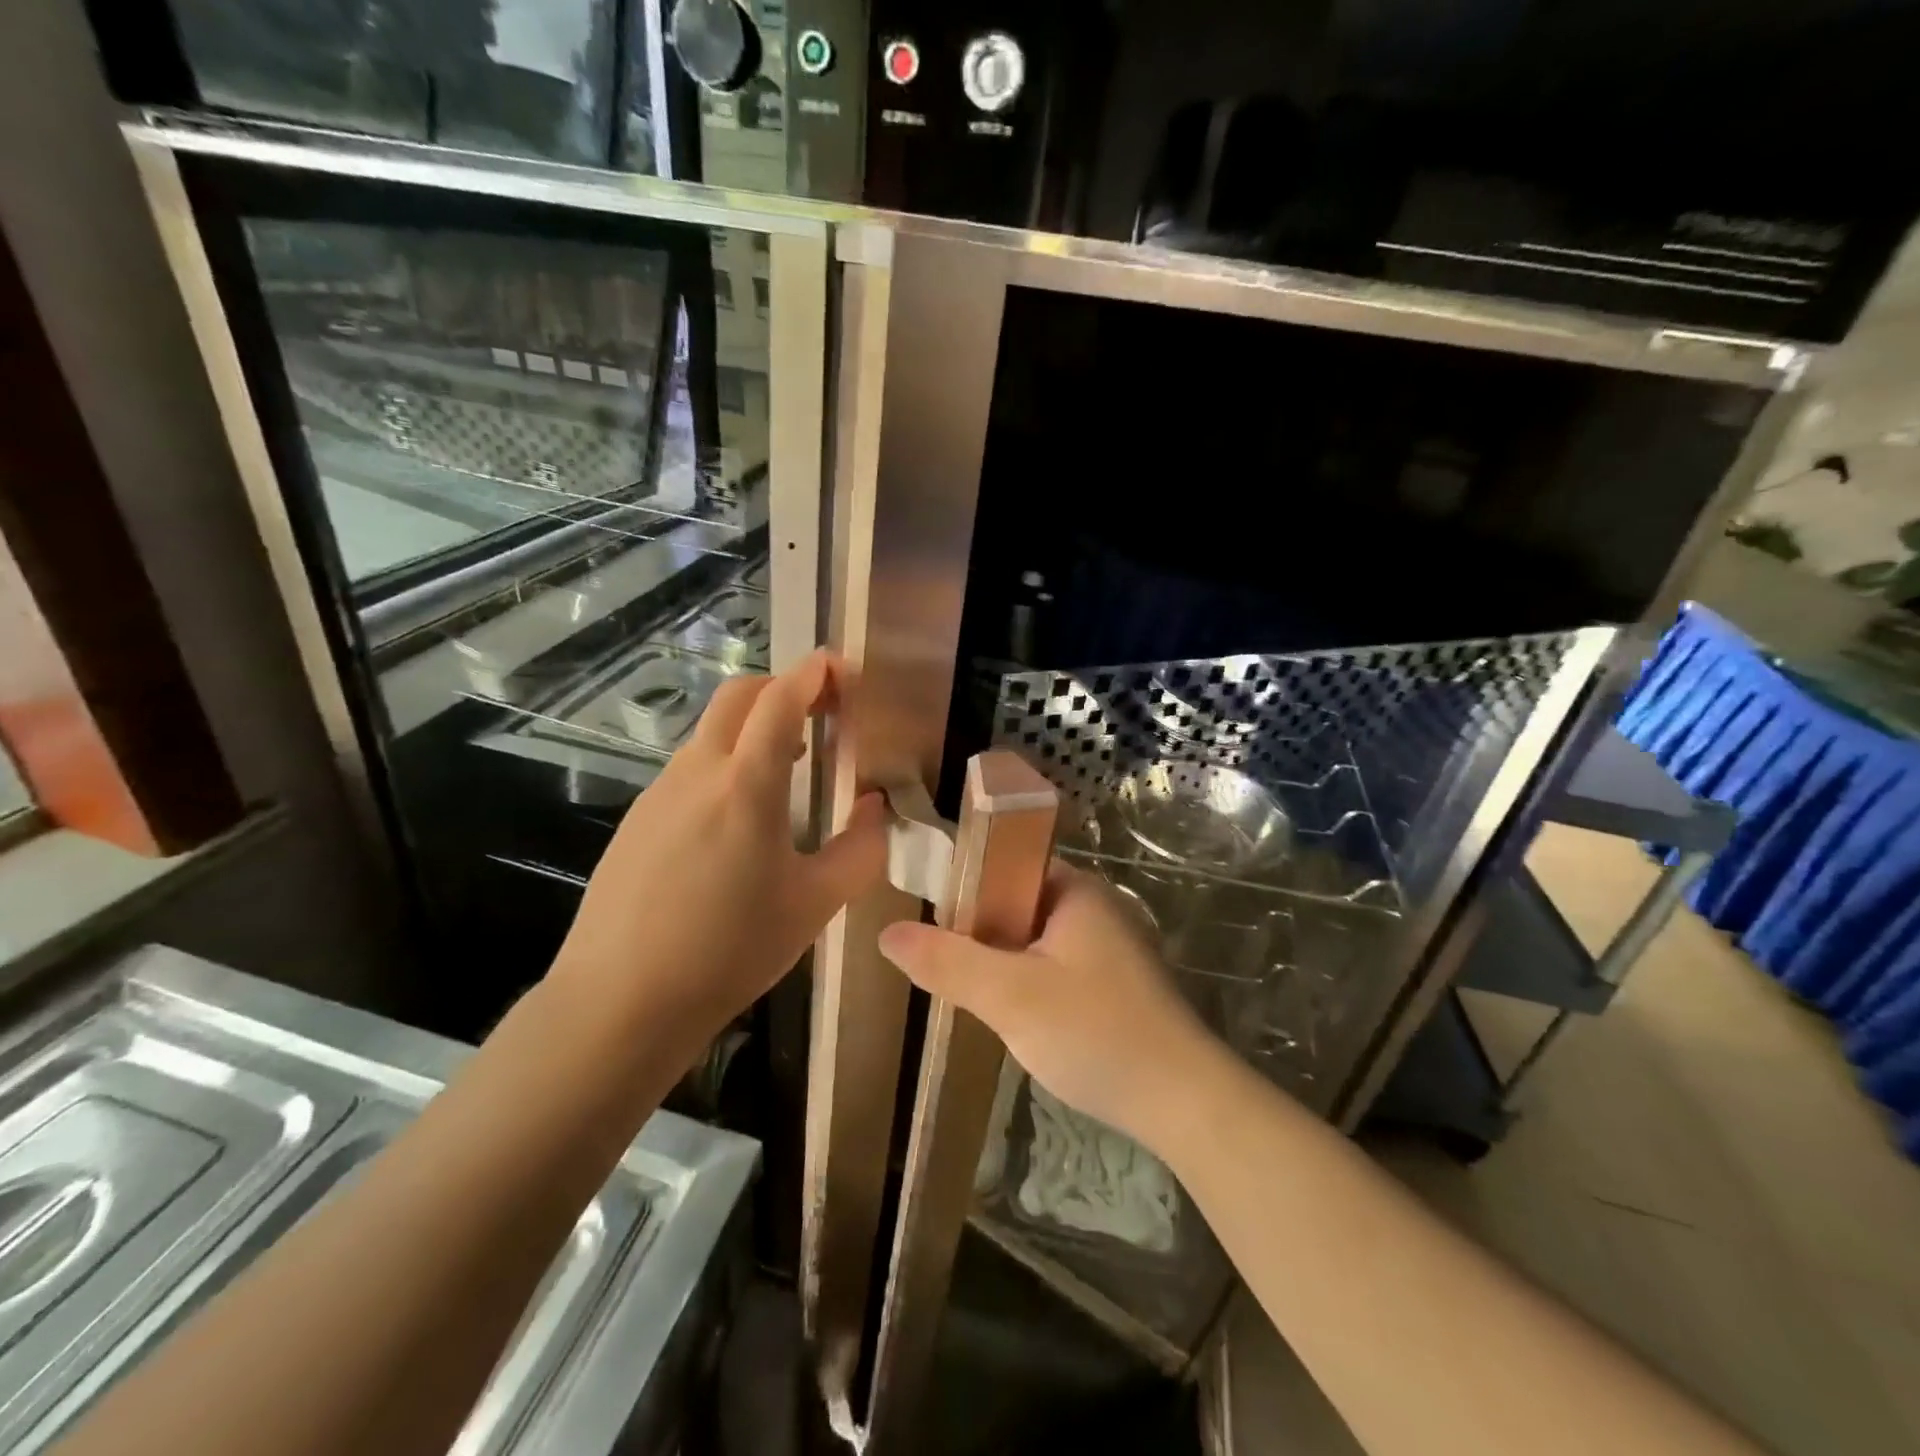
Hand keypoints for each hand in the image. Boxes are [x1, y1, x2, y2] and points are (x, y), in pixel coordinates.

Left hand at [549, 650, 887, 1067]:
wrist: (619, 1001)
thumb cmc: (730, 949)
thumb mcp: (815, 904)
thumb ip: (860, 848)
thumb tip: (874, 808)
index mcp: (746, 783)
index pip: (781, 698)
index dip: (814, 672)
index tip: (842, 668)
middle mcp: (697, 771)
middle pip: (738, 696)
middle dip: (782, 687)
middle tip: (821, 712)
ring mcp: (658, 793)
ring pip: (711, 733)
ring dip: (753, 730)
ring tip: (790, 770)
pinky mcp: (636, 820)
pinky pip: (689, 771)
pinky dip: (725, 766)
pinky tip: (738, 821)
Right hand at [877, 864, 1226, 1148]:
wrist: (1185, 1103)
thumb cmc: (1095, 1032)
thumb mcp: (1009, 996)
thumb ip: (947, 962)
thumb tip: (888, 933)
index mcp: (1076, 889)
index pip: (1006, 864)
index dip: (964, 888)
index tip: (931, 923)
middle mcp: (1096, 907)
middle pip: (1017, 904)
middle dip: (980, 933)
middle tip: (944, 967)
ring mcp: (1111, 947)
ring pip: (1035, 941)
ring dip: (1003, 964)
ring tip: (970, 995)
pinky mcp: (1117, 985)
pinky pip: (1056, 968)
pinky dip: (1029, 985)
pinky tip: (1015, 1019)